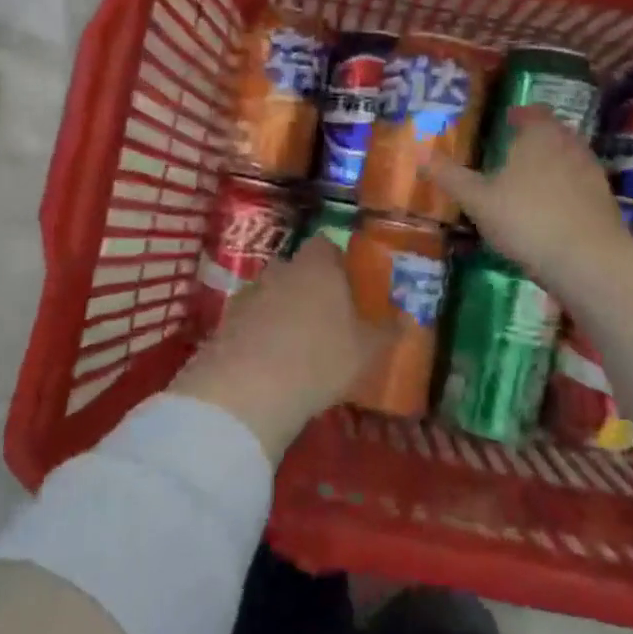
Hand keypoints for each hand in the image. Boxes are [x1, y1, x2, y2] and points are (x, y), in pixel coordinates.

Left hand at [171, 238, 391, 463]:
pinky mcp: (224, 322)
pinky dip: (258, 333)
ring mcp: (248, 294)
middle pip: (295, 268)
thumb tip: (408, 319)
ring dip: (280, 310)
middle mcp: (280, 270)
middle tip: (324, 317)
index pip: (325, 246)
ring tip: (295, 344)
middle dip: (307, 287)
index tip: (346, 284)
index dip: (335, 261)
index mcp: (317, 267)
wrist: (248, 387)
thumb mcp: (366, 350)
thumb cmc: (320, 358)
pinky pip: (248, 320)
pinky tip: (268, 362)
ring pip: (269, 293)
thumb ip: (387, 331)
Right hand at [422, 105, 626, 287]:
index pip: (532, 112)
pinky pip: (578, 184)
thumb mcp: (478, 200)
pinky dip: (564, 189)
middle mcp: (570, 144)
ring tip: (528, 181)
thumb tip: (421, 154)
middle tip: (512, 151)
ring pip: (568, 157)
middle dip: (534, 139)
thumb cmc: (526, 219)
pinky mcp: (603, 200)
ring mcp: (591, 171)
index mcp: (540, 134)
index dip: (518, 115)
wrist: (588, 259)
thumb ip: (451, 177)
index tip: (505, 121)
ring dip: (550, 164)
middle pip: (553, 132)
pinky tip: (549, 209)